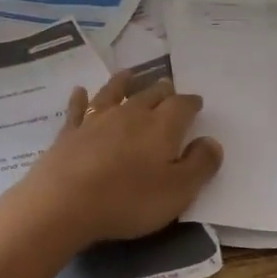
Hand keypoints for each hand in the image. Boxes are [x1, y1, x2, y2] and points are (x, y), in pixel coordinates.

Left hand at [19, 73, 223, 245]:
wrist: (64, 203)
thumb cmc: (129, 200)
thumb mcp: (178, 191)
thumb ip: (200, 164)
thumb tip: (212, 141)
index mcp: (161, 127)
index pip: (182, 106)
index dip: (191, 103)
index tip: (196, 103)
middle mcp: (130, 114)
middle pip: (150, 95)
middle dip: (162, 90)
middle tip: (168, 86)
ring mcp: (96, 120)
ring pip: (114, 93)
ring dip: (124, 83)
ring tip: (130, 74)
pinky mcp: (69, 132)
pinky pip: (77, 109)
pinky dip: (80, 98)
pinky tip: (80, 91)